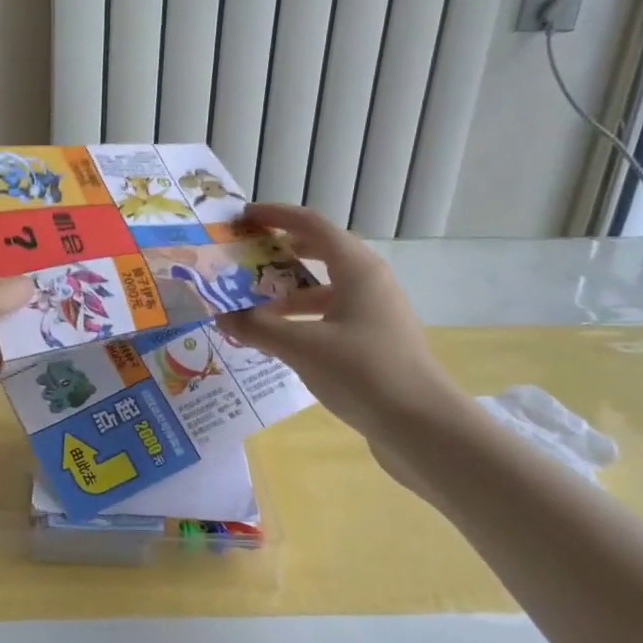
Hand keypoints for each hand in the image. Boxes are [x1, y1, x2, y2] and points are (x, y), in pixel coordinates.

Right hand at [222, 203, 465, 450]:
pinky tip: (279, 339)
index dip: (277, 216)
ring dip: (288, 291)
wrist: (421, 425)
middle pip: (321, 253)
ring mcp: (374, 313)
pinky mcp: (374, 341)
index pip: (312, 226)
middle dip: (281, 251)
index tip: (244, 217)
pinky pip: (331, 315)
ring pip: (325, 288)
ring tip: (252, 303)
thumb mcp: (302, 348)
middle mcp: (369, 283)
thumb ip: (257, 328)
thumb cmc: (363, 372)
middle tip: (246, 255)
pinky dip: (302, 318)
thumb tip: (221, 315)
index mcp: (357, 269)